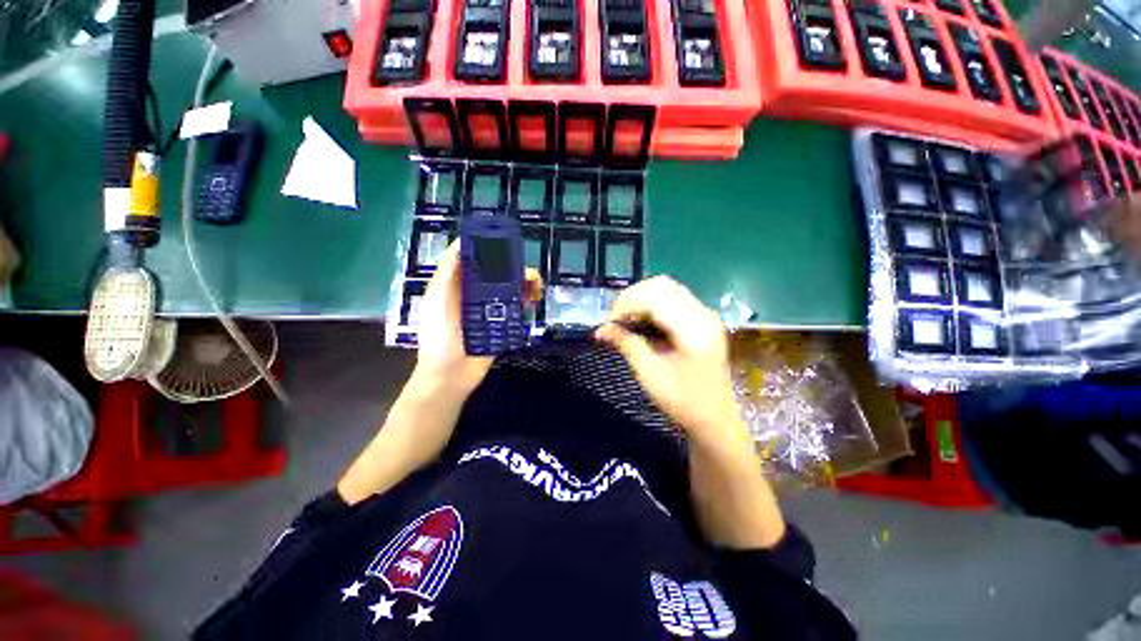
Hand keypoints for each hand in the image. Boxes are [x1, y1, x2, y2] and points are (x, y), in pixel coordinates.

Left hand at [415, 241, 542, 395]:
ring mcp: (491, 307)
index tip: (506, 240)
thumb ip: (448, 273)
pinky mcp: (504, 323)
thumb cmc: (439, 335)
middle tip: (525, 270)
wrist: (451, 374)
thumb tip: (463, 242)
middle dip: (514, 266)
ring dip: (525, 282)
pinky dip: (527, 299)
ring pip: (512, 287)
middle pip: (499, 271)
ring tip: (534, 287)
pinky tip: (533, 299)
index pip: (476, 257)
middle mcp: (476, 292)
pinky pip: (518, 306)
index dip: (490, 246)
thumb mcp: (437, 299)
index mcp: (458, 283)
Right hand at [596, 276, 747, 449]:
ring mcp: (704, 314)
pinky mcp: (701, 319)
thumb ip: (626, 345)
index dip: (626, 303)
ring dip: (641, 299)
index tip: (608, 322)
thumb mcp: (650, 374)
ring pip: (667, 288)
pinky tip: (641, 321)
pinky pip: (672, 298)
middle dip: (632, 297)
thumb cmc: (683, 401)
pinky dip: (651, 304)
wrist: (715, 418)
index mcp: (693, 330)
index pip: (655, 297)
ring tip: (625, 320)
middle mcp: (702, 314)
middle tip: (615, 319)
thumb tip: (601, 330)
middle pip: (662, 285)